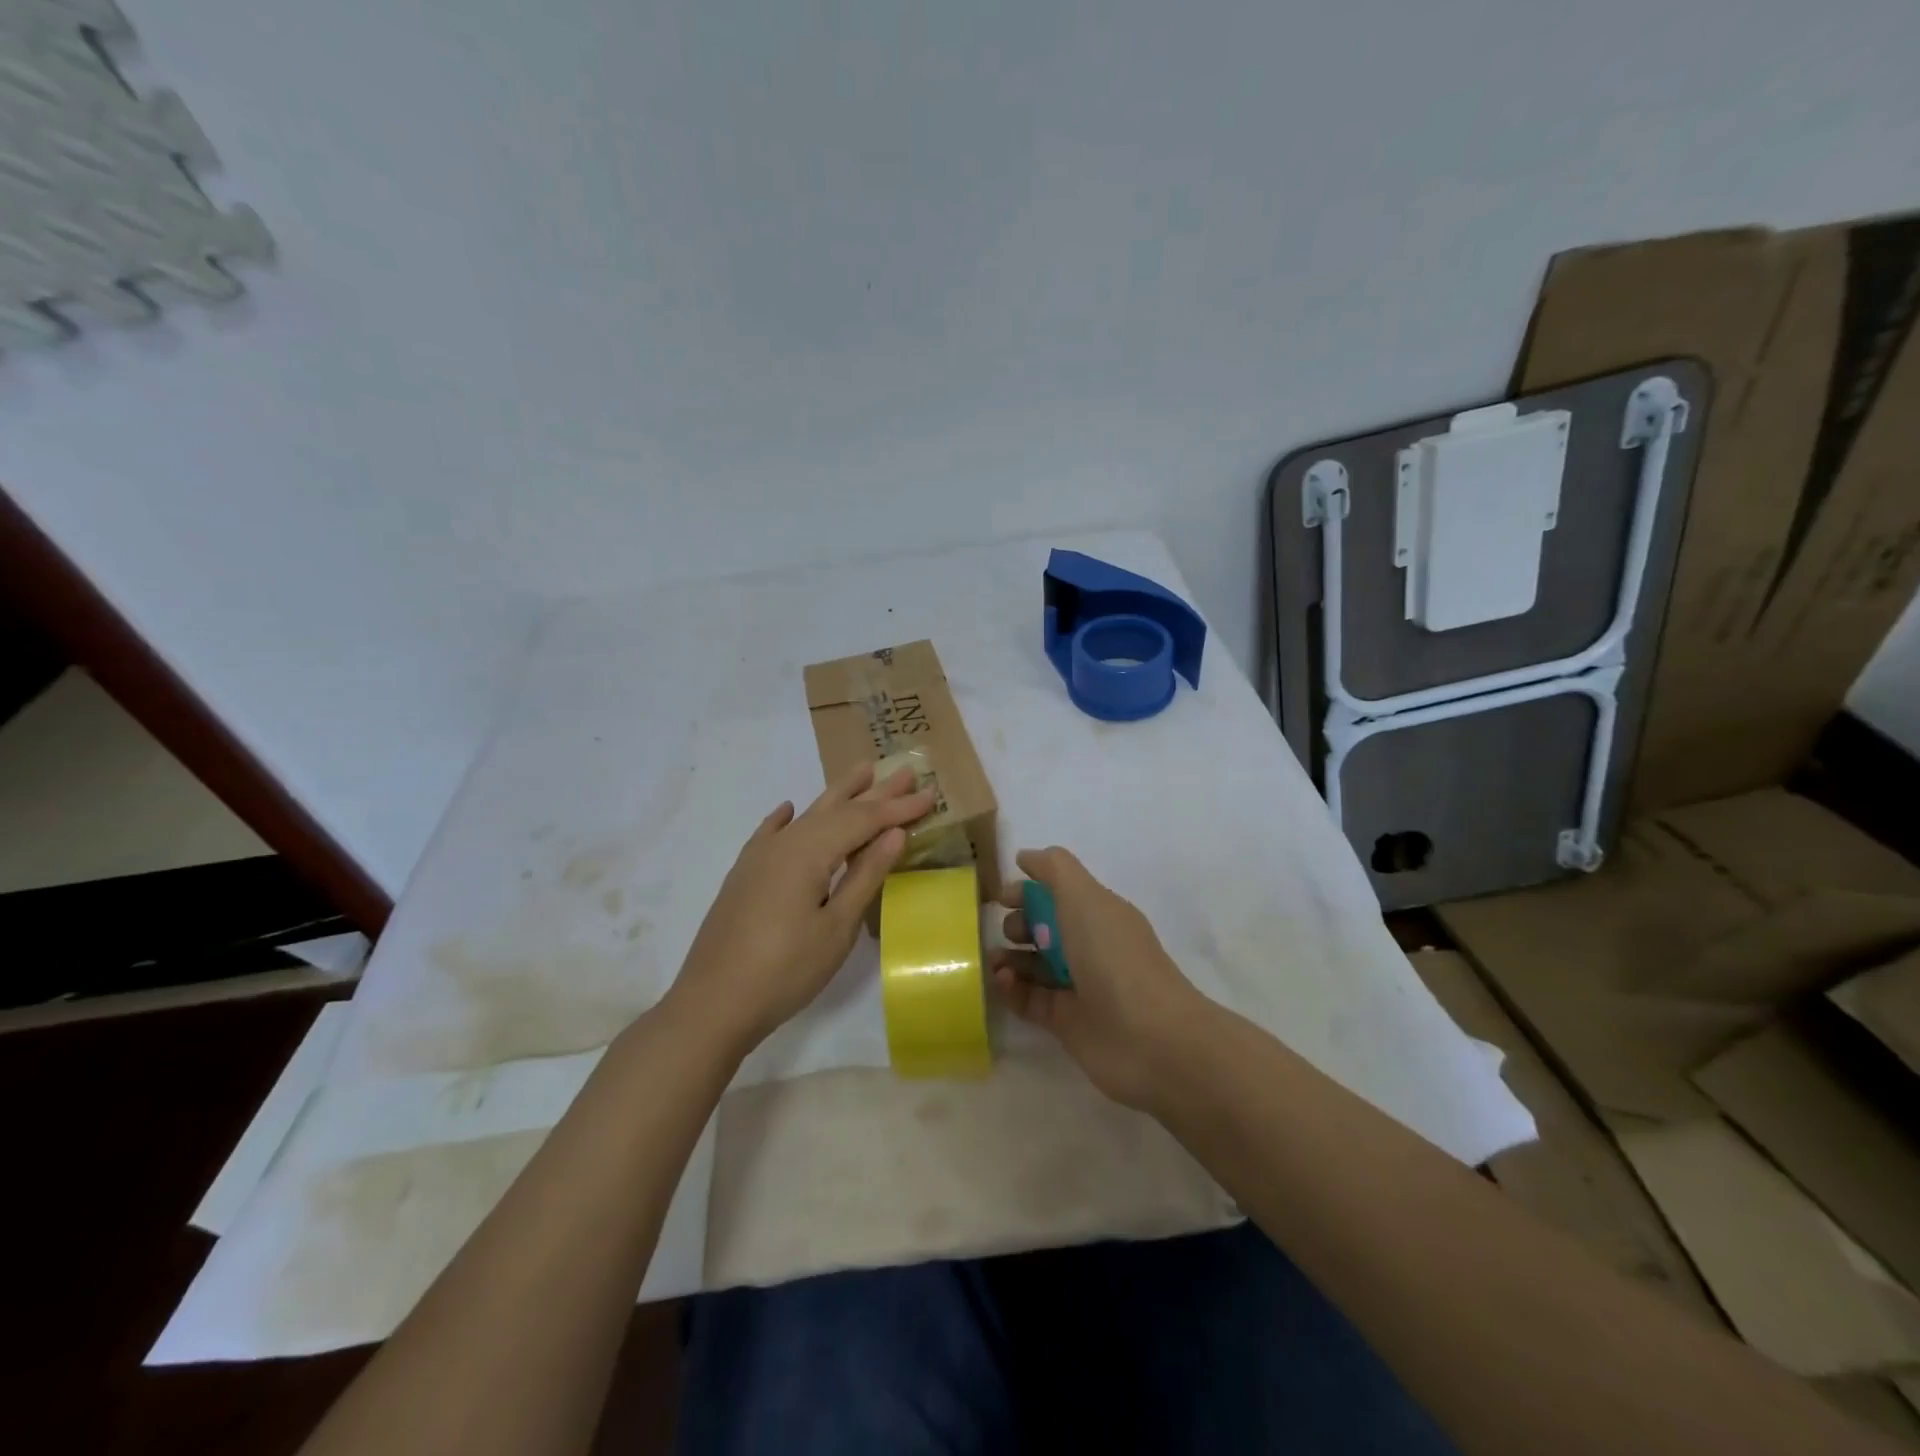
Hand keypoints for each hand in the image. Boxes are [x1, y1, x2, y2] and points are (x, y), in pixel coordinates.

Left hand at [667, 763, 934, 1056]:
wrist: (712, 1003)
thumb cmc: (785, 970)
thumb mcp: (836, 927)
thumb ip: (865, 876)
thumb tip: (894, 834)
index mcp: (809, 852)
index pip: (863, 820)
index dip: (897, 808)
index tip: (929, 795)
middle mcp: (784, 843)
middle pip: (836, 809)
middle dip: (873, 792)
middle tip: (905, 772)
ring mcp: (759, 858)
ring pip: (807, 816)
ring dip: (838, 795)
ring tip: (861, 773)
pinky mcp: (744, 875)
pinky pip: (771, 833)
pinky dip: (787, 818)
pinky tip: (789, 809)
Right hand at [990, 847, 1212, 1111]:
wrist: (1149, 1038)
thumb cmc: (1113, 957)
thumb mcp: (1084, 898)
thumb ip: (1054, 870)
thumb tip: (1025, 857)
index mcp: (1098, 913)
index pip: (1058, 893)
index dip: (1029, 890)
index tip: (999, 896)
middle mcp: (1089, 946)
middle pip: (1043, 929)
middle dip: (1017, 924)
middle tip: (1007, 932)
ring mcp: (1078, 986)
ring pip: (1034, 965)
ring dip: (1009, 958)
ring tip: (992, 960)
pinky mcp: (1066, 1022)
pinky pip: (1030, 999)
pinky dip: (1012, 990)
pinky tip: (1001, 982)